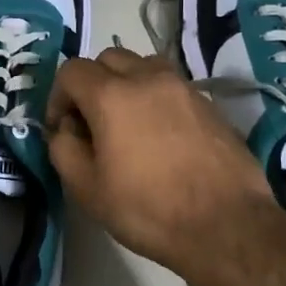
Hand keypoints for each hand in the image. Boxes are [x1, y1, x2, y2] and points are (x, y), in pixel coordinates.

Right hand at [46, 48, 285, 285]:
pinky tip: (159, 137)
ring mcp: (184, 88)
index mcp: (112, 95)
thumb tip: (66, 129)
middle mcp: (148, 78)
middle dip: (92, 84)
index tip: (63, 129)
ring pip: (143, 66)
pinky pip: (171, 86)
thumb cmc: (148, 210)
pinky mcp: (209, 104)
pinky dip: (155, 98)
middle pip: (108, 59)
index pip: (71, 71)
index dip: (58, 97)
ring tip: (127, 124)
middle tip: (92, 123)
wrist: (228, 226)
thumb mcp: (87, 188)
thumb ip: (63, 148)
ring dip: (126, 84)